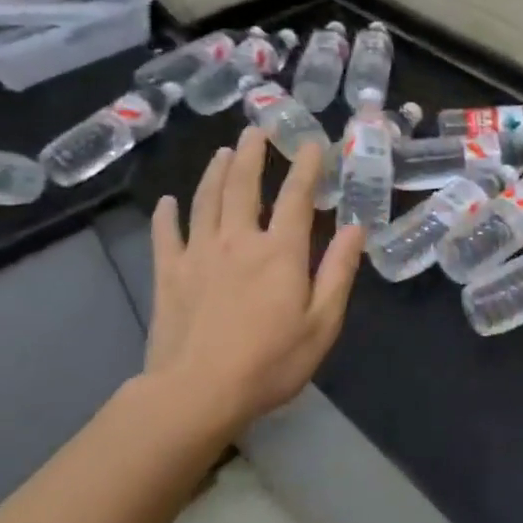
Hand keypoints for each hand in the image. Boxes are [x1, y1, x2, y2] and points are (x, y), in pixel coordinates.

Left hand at [141, 128, 363, 440]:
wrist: (197, 393)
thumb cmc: (270, 362)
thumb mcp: (322, 323)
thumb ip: (339, 272)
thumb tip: (356, 228)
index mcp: (280, 252)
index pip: (297, 197)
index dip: (306, 167)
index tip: (311, 143)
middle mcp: (238, 241)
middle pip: (244, 186)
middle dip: (252, 155)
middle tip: (256, 130)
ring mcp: (199, 254)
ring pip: (206, 201)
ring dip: (215, 173)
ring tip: (223, 152)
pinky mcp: (169, 275)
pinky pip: (166, 236)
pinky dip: (166, 216)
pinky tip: (167, 202)